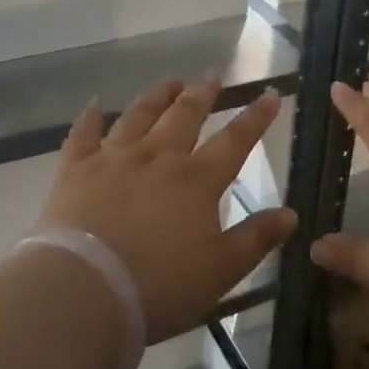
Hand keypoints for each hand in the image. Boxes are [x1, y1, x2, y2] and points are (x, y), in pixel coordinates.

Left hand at [38, 76, 296, 343]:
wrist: (84, 291)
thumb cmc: (160, 286)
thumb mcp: (221, 270)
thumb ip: (256, 238)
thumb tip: (292, 213)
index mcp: (196, 180)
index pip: (235, 141)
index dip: (255, 117)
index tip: (269, 94)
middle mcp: (158, 157)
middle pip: (184, 116)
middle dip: (202, 94)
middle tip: (211, 78)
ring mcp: (114, 159)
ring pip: (139, 116)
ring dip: (157, 96)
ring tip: (170, 82)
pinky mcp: (76, 170)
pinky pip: (83, 135)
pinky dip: (89, 118)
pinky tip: (94, 104)